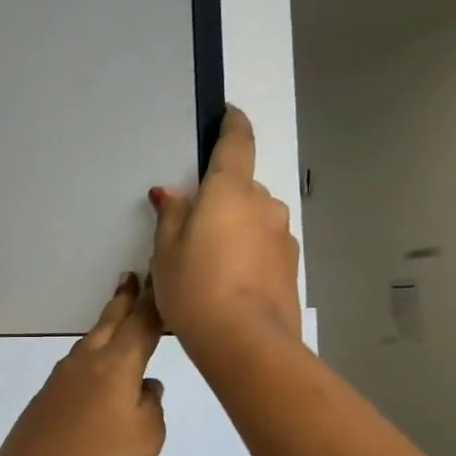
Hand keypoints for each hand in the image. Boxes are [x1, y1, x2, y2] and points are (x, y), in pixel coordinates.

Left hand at [0, 275, 167, 455]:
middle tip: (130, 278)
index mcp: (117, 364)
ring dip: (106, 327)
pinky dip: (92, 355)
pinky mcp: (48, 396)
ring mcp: (62, 377)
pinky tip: (95, 369)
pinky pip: (77, 365)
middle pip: (109, 323)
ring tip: (116, 319)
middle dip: (123, 301)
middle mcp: (88, 361)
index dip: (153, 303)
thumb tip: (146, 386)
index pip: (141, 325)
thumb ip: (151, 407)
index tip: (159, 279)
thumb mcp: (147, 438)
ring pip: (90, 342)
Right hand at [149, 107, 301, 350]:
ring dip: (234, 228)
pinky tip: (228, 281)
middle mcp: (263, 205)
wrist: (245, 341)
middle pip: (241, 188)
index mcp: (229, 192)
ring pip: (254, 218)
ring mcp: (282, 235)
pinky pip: (263, 245)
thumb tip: (173, 194)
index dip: (232, 125)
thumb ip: (171, 215)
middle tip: (191, 228)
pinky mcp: (290, 265)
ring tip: (208, 262)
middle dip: (220, 198)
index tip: (227, 114)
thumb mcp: (165, 251)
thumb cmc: (194, 287)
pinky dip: (247, 252)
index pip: (236, 143)